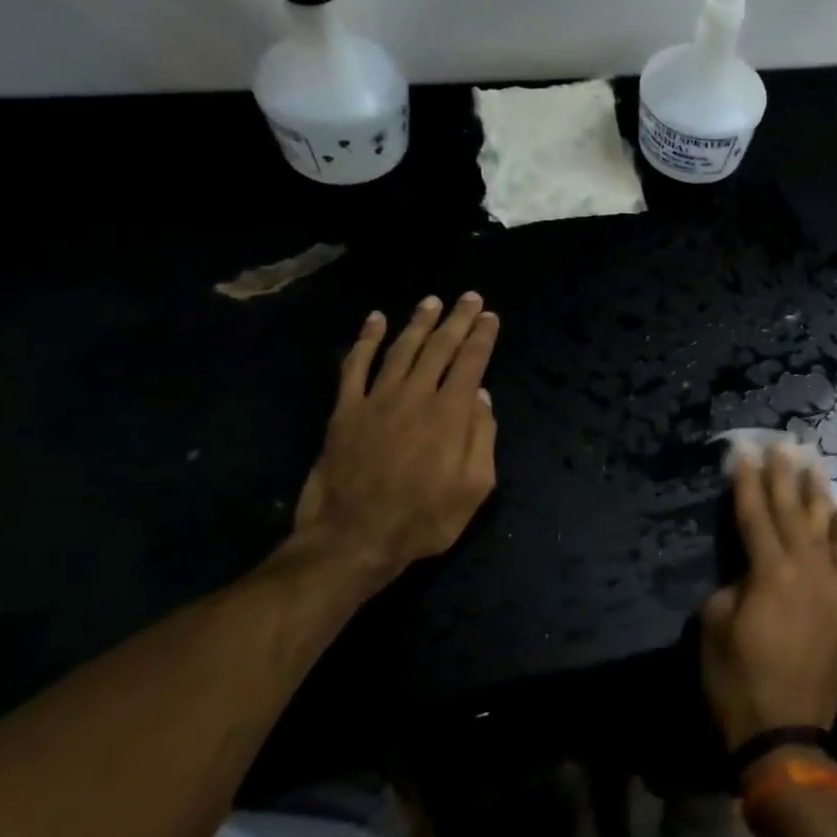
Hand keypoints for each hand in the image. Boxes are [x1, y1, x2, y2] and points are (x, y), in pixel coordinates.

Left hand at [286, 294, 499, 592]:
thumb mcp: (474, 488)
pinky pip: (354, 366)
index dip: (483, 337)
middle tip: (470, 297)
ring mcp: (376, 400)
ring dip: (418, 322)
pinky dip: (365, 340)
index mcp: (450, 414)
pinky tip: (374, 321)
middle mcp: (415, 395)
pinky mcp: (346, 411)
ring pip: (401, 349)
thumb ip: (482, 438)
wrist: (353, 539)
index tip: (491, 317)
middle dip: (458, 319)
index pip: (472, 362)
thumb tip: (482, 397)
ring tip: (431, 302)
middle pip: (440, 347)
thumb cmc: (423, 519)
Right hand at [701, 445, 836, 753]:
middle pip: (790, 511)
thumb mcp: (714, 630)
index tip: (743, 450)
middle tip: (781, 442)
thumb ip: (730, 589)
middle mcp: (804, 569)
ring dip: (816, 491)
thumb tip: (744, 575)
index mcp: (768, 573)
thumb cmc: (739, 683)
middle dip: (783, 475)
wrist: (788, 734)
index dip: (746, 480)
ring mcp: (830, 586)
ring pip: (824, 526)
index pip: (754, 514)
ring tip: (812, 460)